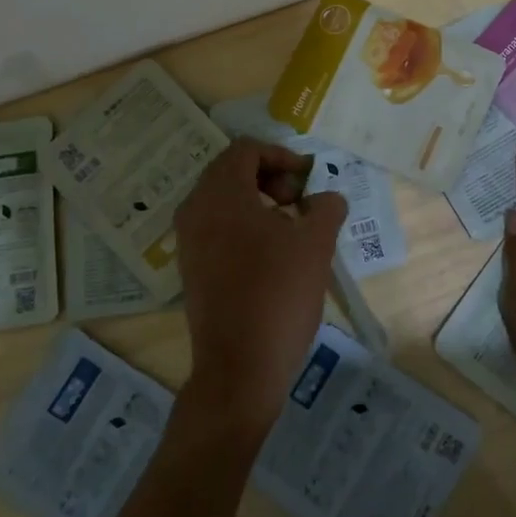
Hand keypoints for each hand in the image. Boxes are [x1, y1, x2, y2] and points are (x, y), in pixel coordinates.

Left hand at [175, 138, 347, 431]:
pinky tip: (271, 254)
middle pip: (231, 170)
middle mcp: (195, 210)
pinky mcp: (191, 267)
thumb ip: (326, 208)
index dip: (282, 155)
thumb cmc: (278, 295)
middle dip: (270, 177)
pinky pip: (216, 226)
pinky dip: (243, 225)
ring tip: (290, 229)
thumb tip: (327, 199)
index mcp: (221, 194)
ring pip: (223, 199)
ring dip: (258, 201)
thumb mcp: (316, 244)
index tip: (308, 181)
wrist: (239, 367)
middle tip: (299, 203)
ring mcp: (188, 240)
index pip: (246, 149)